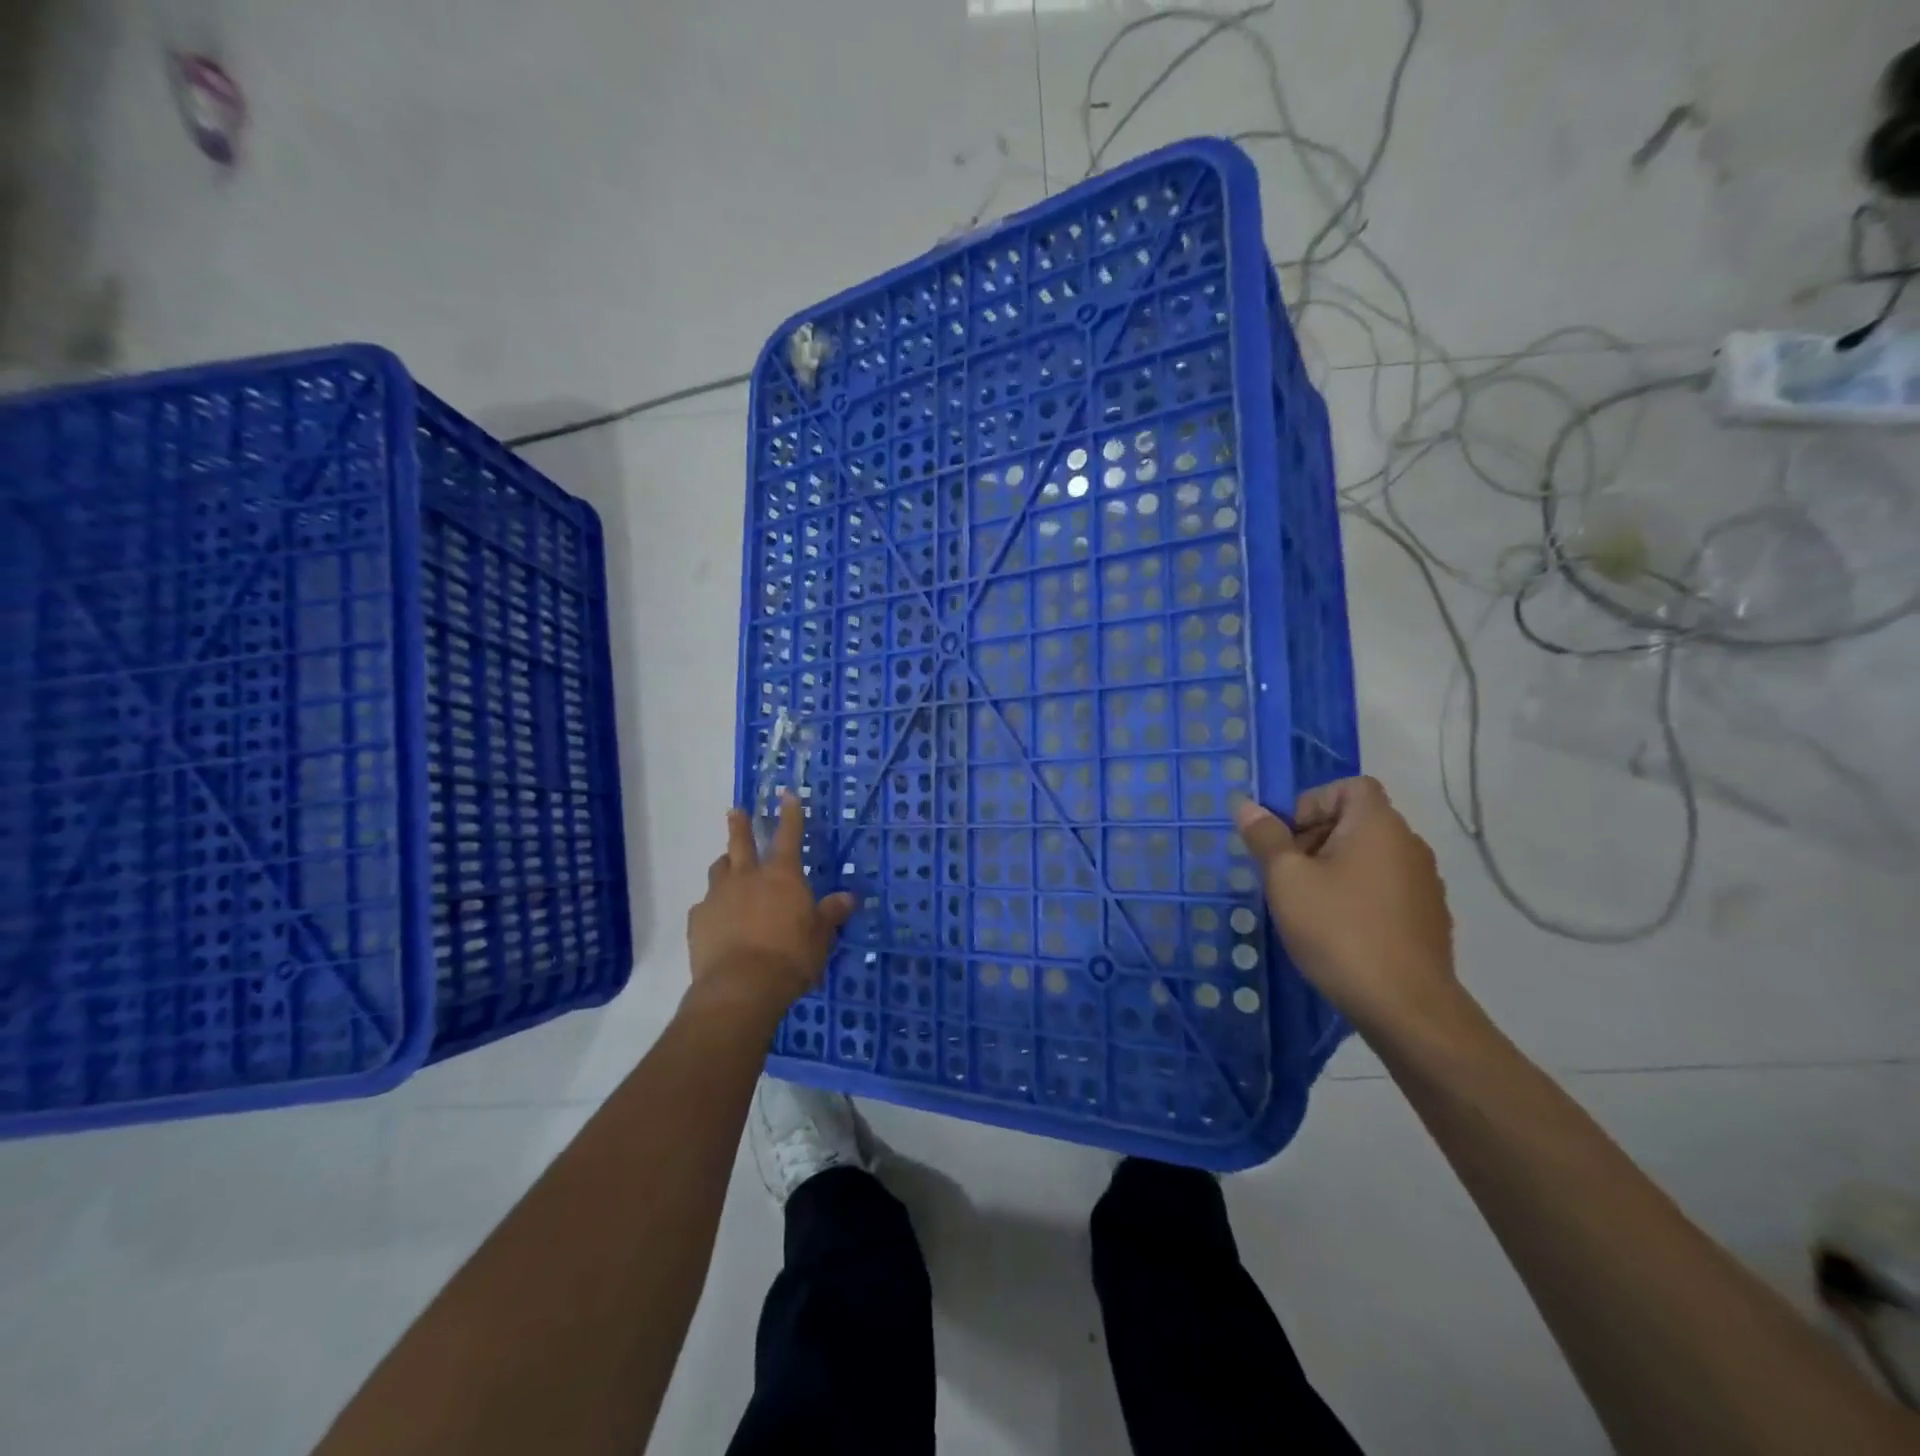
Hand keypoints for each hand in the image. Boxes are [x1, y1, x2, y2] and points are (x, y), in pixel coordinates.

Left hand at [686, 795, 854, 1023]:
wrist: (741, 986)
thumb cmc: (790, 957)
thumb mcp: (820, 937)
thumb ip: (830, 914)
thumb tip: (848, 897)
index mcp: (782, 876)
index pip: (789, 835)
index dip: (790, 814)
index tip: (786, 795)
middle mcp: (747, 877)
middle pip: (741, 843)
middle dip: (740, 825)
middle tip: (735, 811)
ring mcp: (718, 897)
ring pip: (719, 870)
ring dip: (726, 865)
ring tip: (728, 866)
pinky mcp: (698, 921)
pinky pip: (705, 906)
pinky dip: (713, 906)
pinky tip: (716, 918)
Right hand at [1234, 777, 1455, 1034]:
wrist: (1405, 1006)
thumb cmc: (1338, 929)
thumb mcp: (1286, 879)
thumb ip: (1266, 837)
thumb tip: (1247, 806)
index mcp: (1378, 825)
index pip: (1350, 786)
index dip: (1312, 802)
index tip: (1287, 839)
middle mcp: (1409, 845)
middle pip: (1357, 821)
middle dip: (1315, 838)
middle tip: (1286, 875)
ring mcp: (1424, 883)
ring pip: (1370, 857)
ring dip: (1335, 869)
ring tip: (1307, 905)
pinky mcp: (1429, 918)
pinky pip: (1385, 889)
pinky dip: (1358, 896)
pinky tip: (1338, 931)